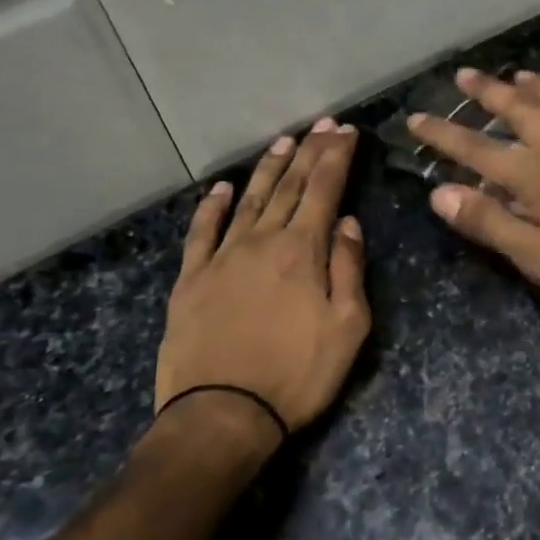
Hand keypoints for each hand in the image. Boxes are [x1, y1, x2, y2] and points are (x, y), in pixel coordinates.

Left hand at [150, 119, 369, 440]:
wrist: (223, 414)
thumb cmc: (297, 375)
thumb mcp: (348, 327)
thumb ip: (349, 268)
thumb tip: (346, 223)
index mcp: (302, 251)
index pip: (324, 190)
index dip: (336, 157)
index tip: (346, 132)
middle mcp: (261, 241)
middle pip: (289, 186)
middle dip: (309, 152)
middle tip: (322, 125)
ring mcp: (222, 257)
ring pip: (250, 200)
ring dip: (268, 168)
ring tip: (284, 141)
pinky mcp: (191, 279)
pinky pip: (201, 232)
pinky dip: (212, 207)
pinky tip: (222, 189)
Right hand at [409, 69, 539, 324]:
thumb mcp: (535, 257)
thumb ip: (488, 221)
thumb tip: (440, 193)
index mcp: (536, 175)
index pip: (477, 148)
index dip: (443, 133)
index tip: (416, 117)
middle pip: (520, 110)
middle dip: (488, 92)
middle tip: (465, 74)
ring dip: (538, 85)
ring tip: (519, 74)